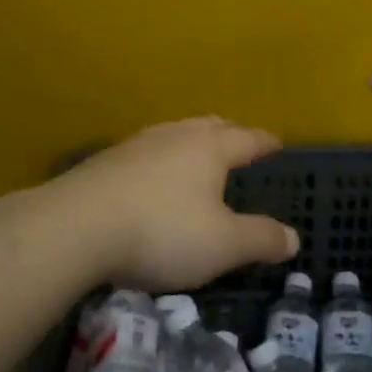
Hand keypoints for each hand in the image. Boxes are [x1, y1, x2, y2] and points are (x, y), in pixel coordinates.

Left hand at [50, 118, 298, 291]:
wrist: (77, 226)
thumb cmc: (162, 231)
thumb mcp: (222, 245)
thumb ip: (260, 239)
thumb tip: (294, 238)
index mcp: (210, 148)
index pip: (247, 139)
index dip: (265, 142)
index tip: (277, 142)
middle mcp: (176, 135)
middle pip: (210, 126)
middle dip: (229, 133)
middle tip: (238, 142)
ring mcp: (138, 145)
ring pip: (174, 133)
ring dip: (191, 142)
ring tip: (196, 155)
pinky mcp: (106, 161)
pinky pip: (146, 152)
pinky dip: (160, 159)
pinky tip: (151, 177)